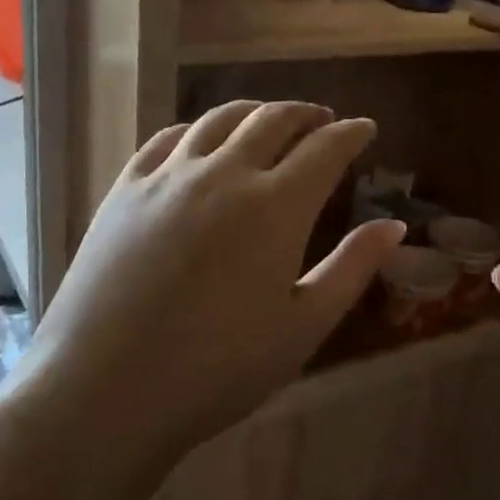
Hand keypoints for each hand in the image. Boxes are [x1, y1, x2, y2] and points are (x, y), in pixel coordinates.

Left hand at [28, 101, 406, 453]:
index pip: (325, 149)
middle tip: (323, 120)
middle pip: (273, 119)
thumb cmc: (218, 369)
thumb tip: (394, 226)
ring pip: (219, 119)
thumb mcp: (302, 326)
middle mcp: (224, 174)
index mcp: (276, 207)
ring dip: (254, 111)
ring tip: (269, 120)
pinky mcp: (125, 189)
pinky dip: (197, 129)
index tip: (365, 129)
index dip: (351, 134)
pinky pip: (167, 138)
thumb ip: (352, 269)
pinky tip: (201, 141)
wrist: (106, 388)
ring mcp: (168, 176)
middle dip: (306, 113)